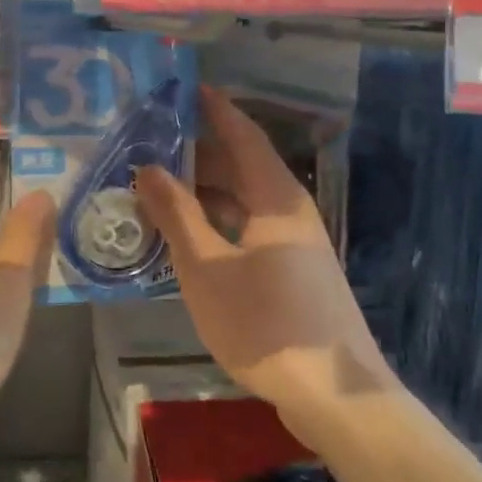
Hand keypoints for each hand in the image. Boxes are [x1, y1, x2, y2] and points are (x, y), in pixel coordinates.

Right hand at [135, 88, 399, 446]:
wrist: (333, 393)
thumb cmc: (264, 323)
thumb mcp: (206, 269)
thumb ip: (176, 215)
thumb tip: (148, 167)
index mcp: (275, 198)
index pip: (243, 136)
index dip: (215, 109)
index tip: (186, 89)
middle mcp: (290, 212)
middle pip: (243, 167)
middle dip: (200, 152)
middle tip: (153, 143)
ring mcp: (296, 245)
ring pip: (245, 201)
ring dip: (206, 191)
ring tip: (160, 187)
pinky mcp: (294, 272)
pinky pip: (249, 229)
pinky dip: (218, 222)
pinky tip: (190, 237)